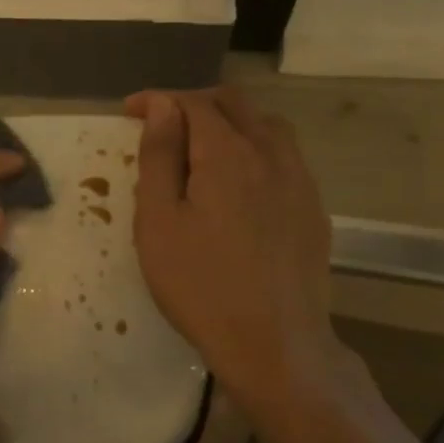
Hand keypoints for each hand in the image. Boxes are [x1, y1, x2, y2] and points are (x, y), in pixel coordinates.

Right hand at [126, 88, 351, 427]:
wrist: (272, 342)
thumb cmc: (199, 285)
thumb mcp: (159, 223)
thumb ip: (159, 159)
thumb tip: (162, 107)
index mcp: (227, 154)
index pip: (193, 104)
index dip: (159, 100)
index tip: (129, 110)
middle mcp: (271, 154)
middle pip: (235, 105)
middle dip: (194, 104)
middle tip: (162, 124)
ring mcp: (300, 180)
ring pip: (267, 127)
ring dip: (230, 123)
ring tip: (201, 146)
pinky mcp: (313, 208)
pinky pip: (285, 157)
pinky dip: (255, 150)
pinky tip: (241, 181)